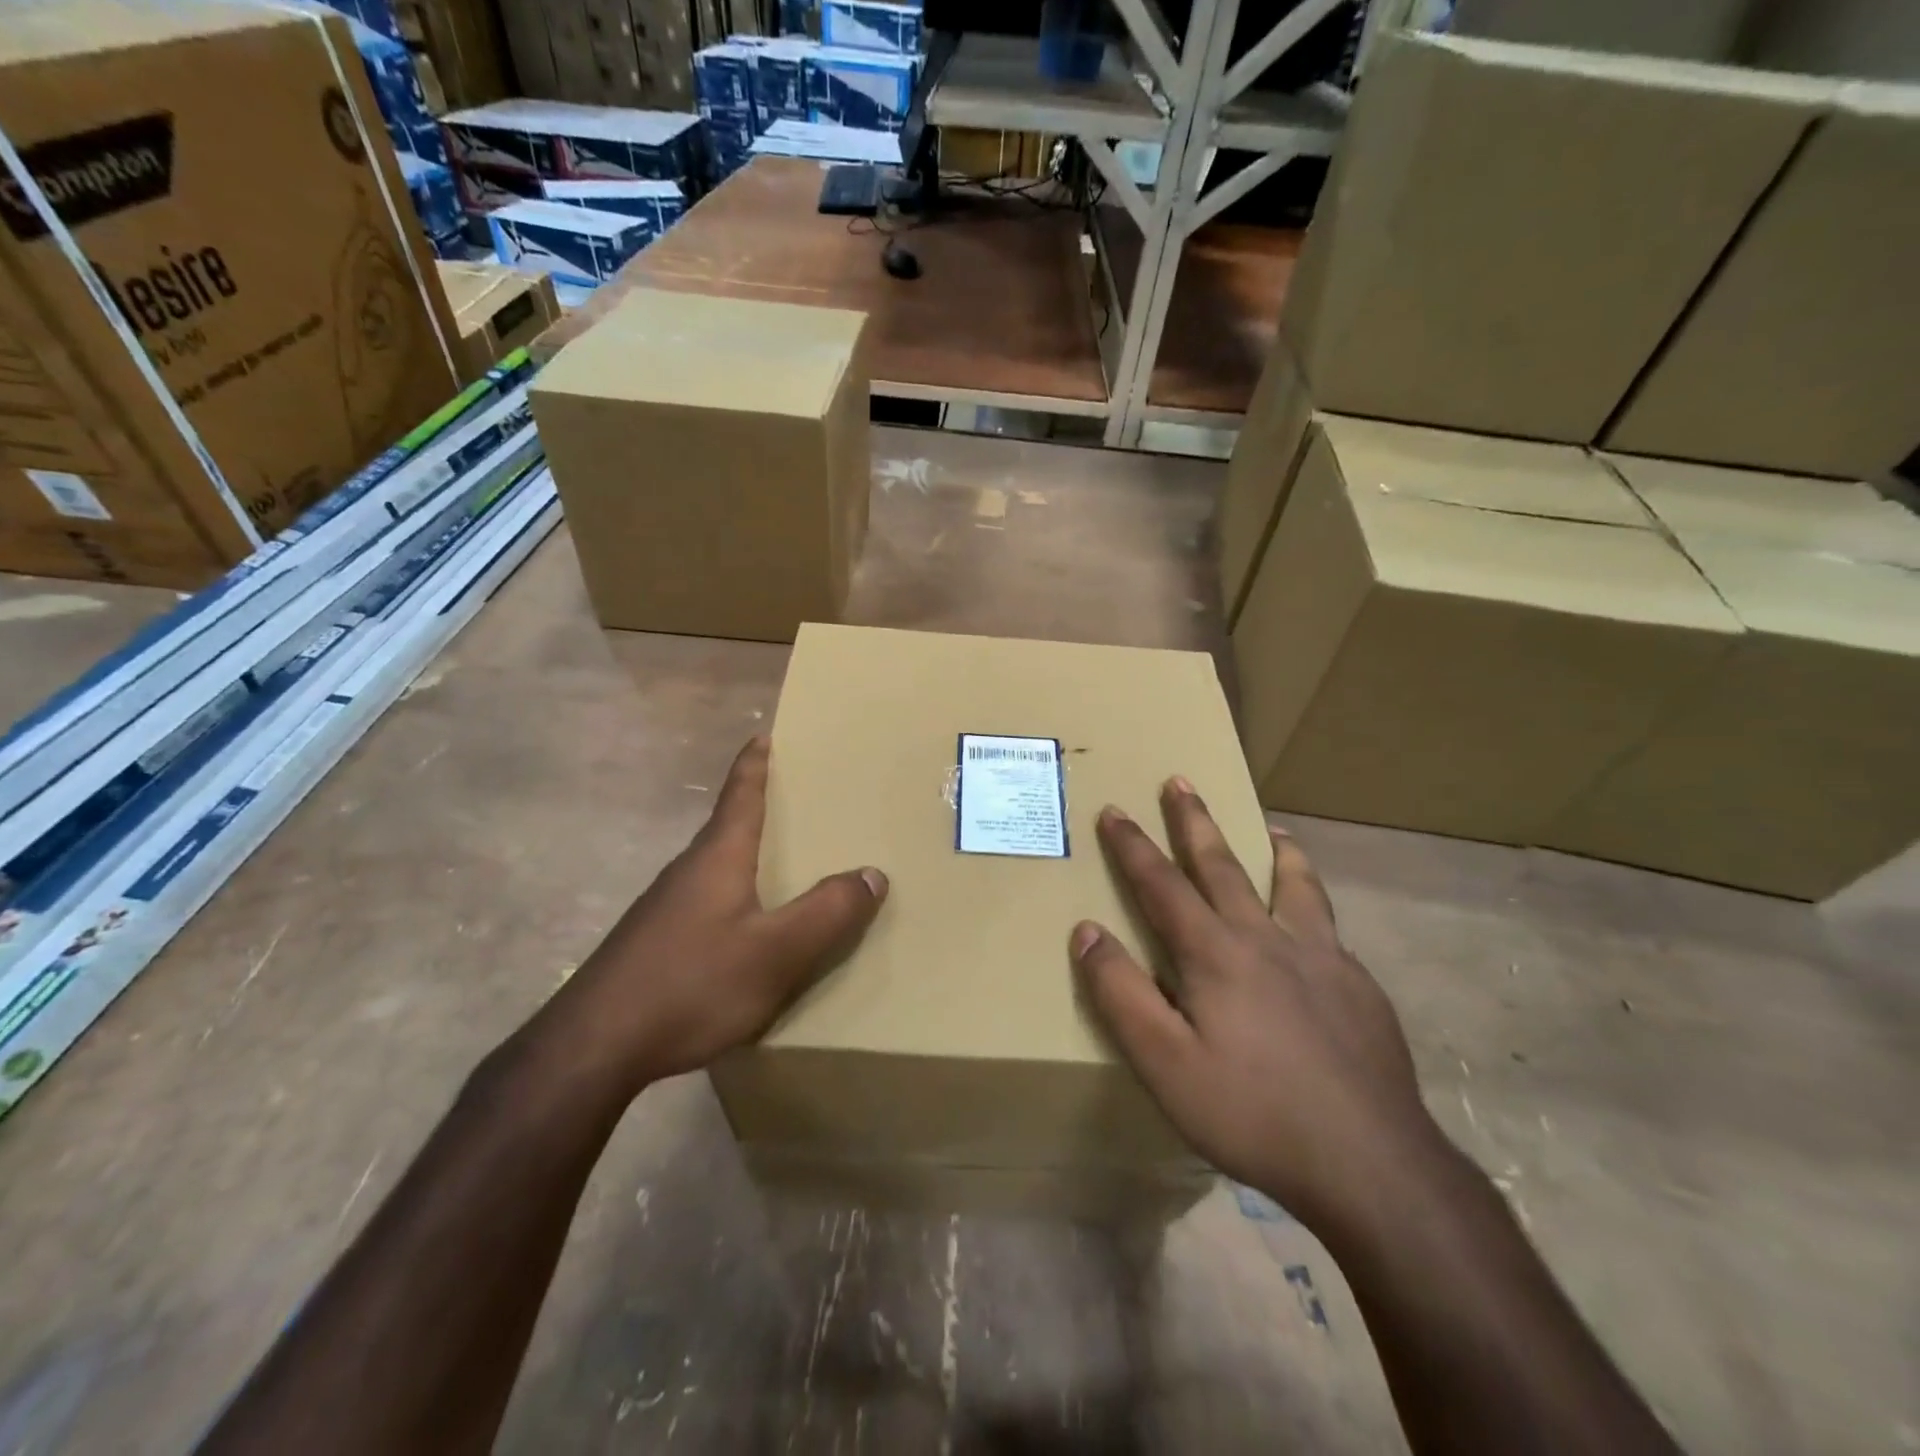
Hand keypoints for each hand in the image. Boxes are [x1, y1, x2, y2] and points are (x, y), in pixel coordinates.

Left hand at [536, 736, 886, 1097]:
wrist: (593, 1047)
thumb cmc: (692, 984)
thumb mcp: (777, 952)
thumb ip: (828, 912)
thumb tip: (873, 873)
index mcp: (718, 857)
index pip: (740, 794)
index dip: (755, 763)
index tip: (764, 734)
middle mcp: (688, 871)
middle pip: (728, 826)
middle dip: (760, 807)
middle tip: (800, 800)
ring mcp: (665, 908)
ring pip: (717, 866)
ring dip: (748, 855)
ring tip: (784, 863)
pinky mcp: (654, 943)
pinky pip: (707, 901)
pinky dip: (736, 895)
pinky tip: (747, 928)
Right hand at [1071, 780, 1435, 1230]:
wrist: (1372, 1164)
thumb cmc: (1252, 1112)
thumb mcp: (1164, 1062)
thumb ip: (1121, 992)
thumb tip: (1086, 930)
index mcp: (1215, 953)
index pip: (1162, 884)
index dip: (1133, 846)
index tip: (1114, 810)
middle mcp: (1267, 939)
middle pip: (1223, 866)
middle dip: (1195, 822)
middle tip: (1181, 781)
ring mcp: (1322, 959)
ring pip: (1294, 886)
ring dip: (1275, 850)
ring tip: (1273, 826)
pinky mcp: (1360, 988)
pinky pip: (1330, 928)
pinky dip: (1316, 905)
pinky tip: (1319, 924)